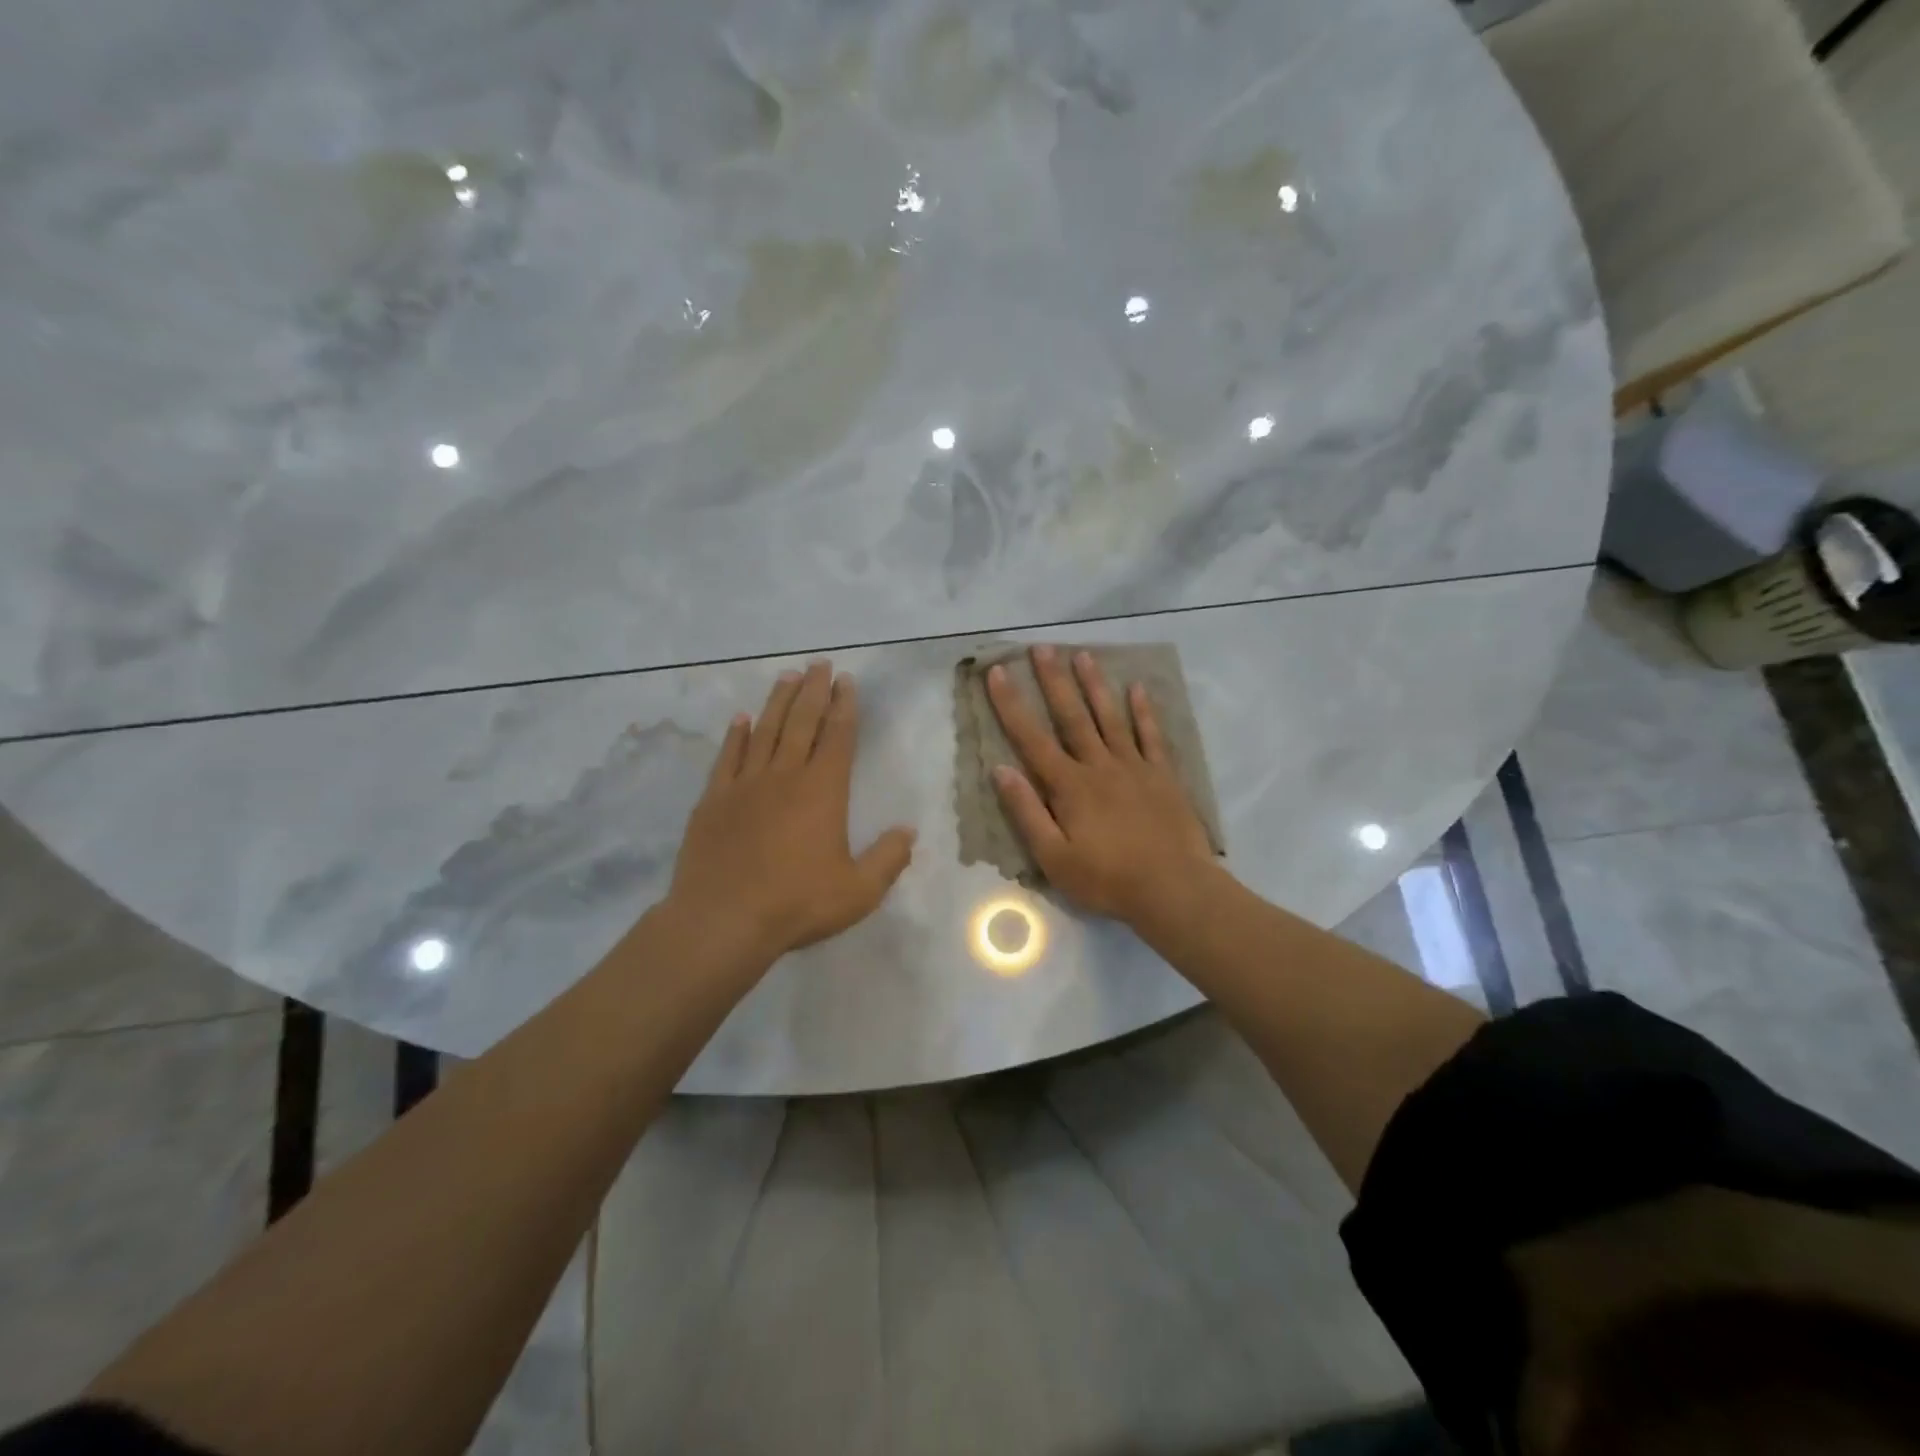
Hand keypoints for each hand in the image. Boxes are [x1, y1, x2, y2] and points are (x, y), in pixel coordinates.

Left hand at [668, 661, 915, 963]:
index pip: (838, 737)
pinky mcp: (713, 800)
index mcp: (823, 791)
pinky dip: (736, 735)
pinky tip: (741, 719)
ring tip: (787, 676)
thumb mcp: (859, 891)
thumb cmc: (797, 903)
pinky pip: (727, 757)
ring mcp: (745, 785)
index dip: (844, 707)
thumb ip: (888, 859)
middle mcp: (784, 776)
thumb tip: (908, 831)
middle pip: (801, 722)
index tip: (846, 681)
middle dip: (813, 691)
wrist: (722, 920)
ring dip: (778, 702)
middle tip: (819, 664)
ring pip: (765, 731)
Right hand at [987, 645, 1216, 927]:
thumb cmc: (1107, 879)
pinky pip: (1151, 736)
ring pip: (1110, 717)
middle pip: (1071, 716)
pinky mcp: (1162, 775)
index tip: (998, 672)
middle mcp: (1098, 766)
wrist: (1173, 888)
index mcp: (1068, 786)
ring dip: (1094, 685)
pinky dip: (1143, 711)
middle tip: (1042, 647)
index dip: (1011, 705)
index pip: (1031, 739)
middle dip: (1053, 681)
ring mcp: (1133, 766)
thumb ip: (1027, 812)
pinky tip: (1137, 688)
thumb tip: (1000, 769)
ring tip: (1082, 654)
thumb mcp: (1054, 858)